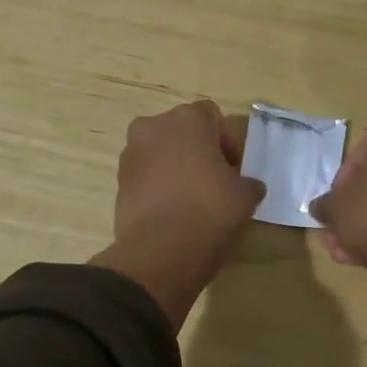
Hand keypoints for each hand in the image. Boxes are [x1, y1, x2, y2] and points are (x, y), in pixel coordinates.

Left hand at [92, 101, 264, 326]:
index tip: (233, 170)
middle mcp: (153, 127)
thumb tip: (248, 187)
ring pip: (160, 153)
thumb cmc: (210, 210)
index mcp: (187, 119)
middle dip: (197, 151)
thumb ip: (248, 183)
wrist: (161, 250)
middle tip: (213, 181)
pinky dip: (158, 186)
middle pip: (181, 132)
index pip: (212, 116)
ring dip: (175, 167)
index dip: (226, 142)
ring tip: (191, 199)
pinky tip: (172, 211)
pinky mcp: (118, 182)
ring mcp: (130, 154)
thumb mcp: (245, 196)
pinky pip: (145, 176)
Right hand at [314, 129, 366, 362]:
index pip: (365, 145)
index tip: (334, 197)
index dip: (344, 171)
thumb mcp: (335, 208)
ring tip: (342, 249)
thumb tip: (320, 207)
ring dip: (366, 224)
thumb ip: (324, 204)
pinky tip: (362, 257)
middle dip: (354, 205)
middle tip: (336, 226)